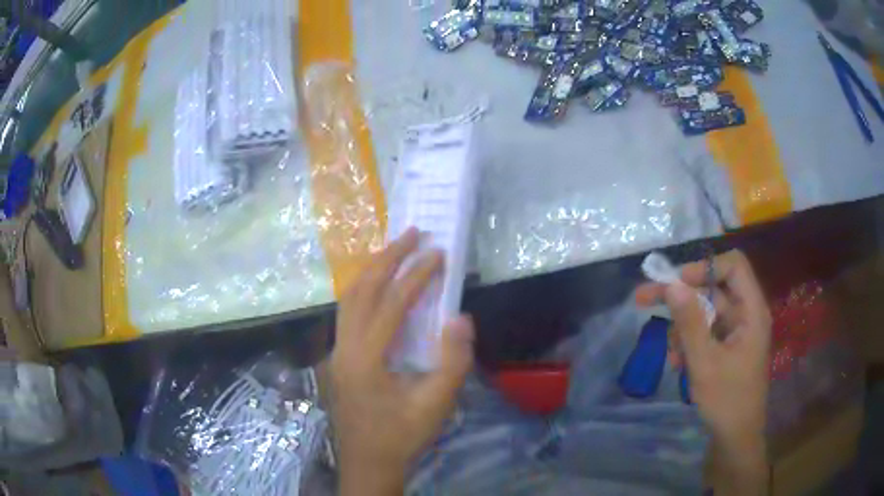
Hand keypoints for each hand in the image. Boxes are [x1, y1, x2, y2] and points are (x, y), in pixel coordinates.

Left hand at [330, 228, 474, 495]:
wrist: (369, 462)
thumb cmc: (403, 436)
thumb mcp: (437, 405)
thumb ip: (453, 361)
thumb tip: (460, 316)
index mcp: (366, 359)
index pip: (391, 304)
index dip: (416, 275)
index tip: (437, 253)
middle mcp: (344, 348)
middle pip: (360, 290)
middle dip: (387, 258)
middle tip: (412, 233)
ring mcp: (337, 351)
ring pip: (348, 298)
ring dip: (372, 270)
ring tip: (396, 250)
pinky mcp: (340, 357)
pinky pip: (348, 312)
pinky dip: (365, 289)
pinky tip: (381, 286)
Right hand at [637, 250, 770, 493]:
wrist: (735, 438)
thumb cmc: (726, 400)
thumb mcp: (704, 363)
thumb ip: (690, 322)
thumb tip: (672, 284)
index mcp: (751, 311)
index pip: (733, 266)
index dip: (704, 268)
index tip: (676, 283)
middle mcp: (746, 314)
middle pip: (713, 288)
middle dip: (681, 297)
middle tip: (644, 299)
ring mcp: (737, 332)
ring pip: (706, 312)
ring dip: (683, 327)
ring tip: (672, 354)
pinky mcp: (728, 347)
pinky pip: (706, 332)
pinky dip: (689, 342)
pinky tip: (679, 363)